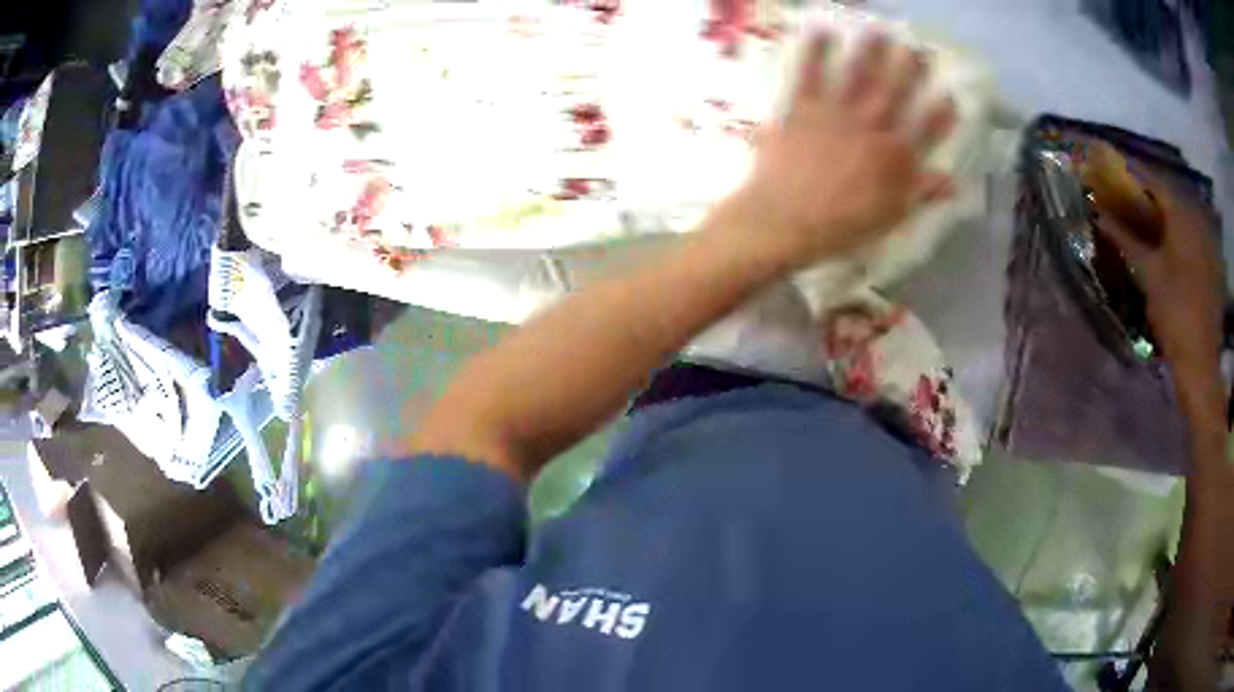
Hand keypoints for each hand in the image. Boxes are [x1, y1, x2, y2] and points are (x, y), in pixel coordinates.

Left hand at [716, 32, 956, 266]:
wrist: (786, 220)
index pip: (925, 130)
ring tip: (877, 30)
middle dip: (907, 68)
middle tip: (916, 47)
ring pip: (858, 75)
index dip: (940, 113)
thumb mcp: (891, 216)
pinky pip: (809, 74)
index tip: (950, 94)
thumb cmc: (842, 226)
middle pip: (895, 92)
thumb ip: (922, 193)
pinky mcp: (802, 107)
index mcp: (894, 156)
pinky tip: (820, 31)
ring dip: (869, 51)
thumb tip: (954, 182)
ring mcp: (836, 113)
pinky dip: (814, 52)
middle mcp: (871, 127)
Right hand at [1093, 172, 1225, 385]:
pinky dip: (1172, 228)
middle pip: (1166, 192)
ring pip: (1178, 212)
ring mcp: (1205, 241)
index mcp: (1181, 215)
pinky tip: (1162, 237)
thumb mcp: (1148, 275)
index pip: (1151, 178)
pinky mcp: (1209, 261)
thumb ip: (1125, 238)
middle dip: (1143, 188)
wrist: (1201, 363)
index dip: (1128, 168)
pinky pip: (1188, 231)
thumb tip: (1099, 215)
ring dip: (1158, 208)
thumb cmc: (1175, 314)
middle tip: (1122, 188)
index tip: (1108, 160)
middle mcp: (1195, 218)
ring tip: (1140, 211)